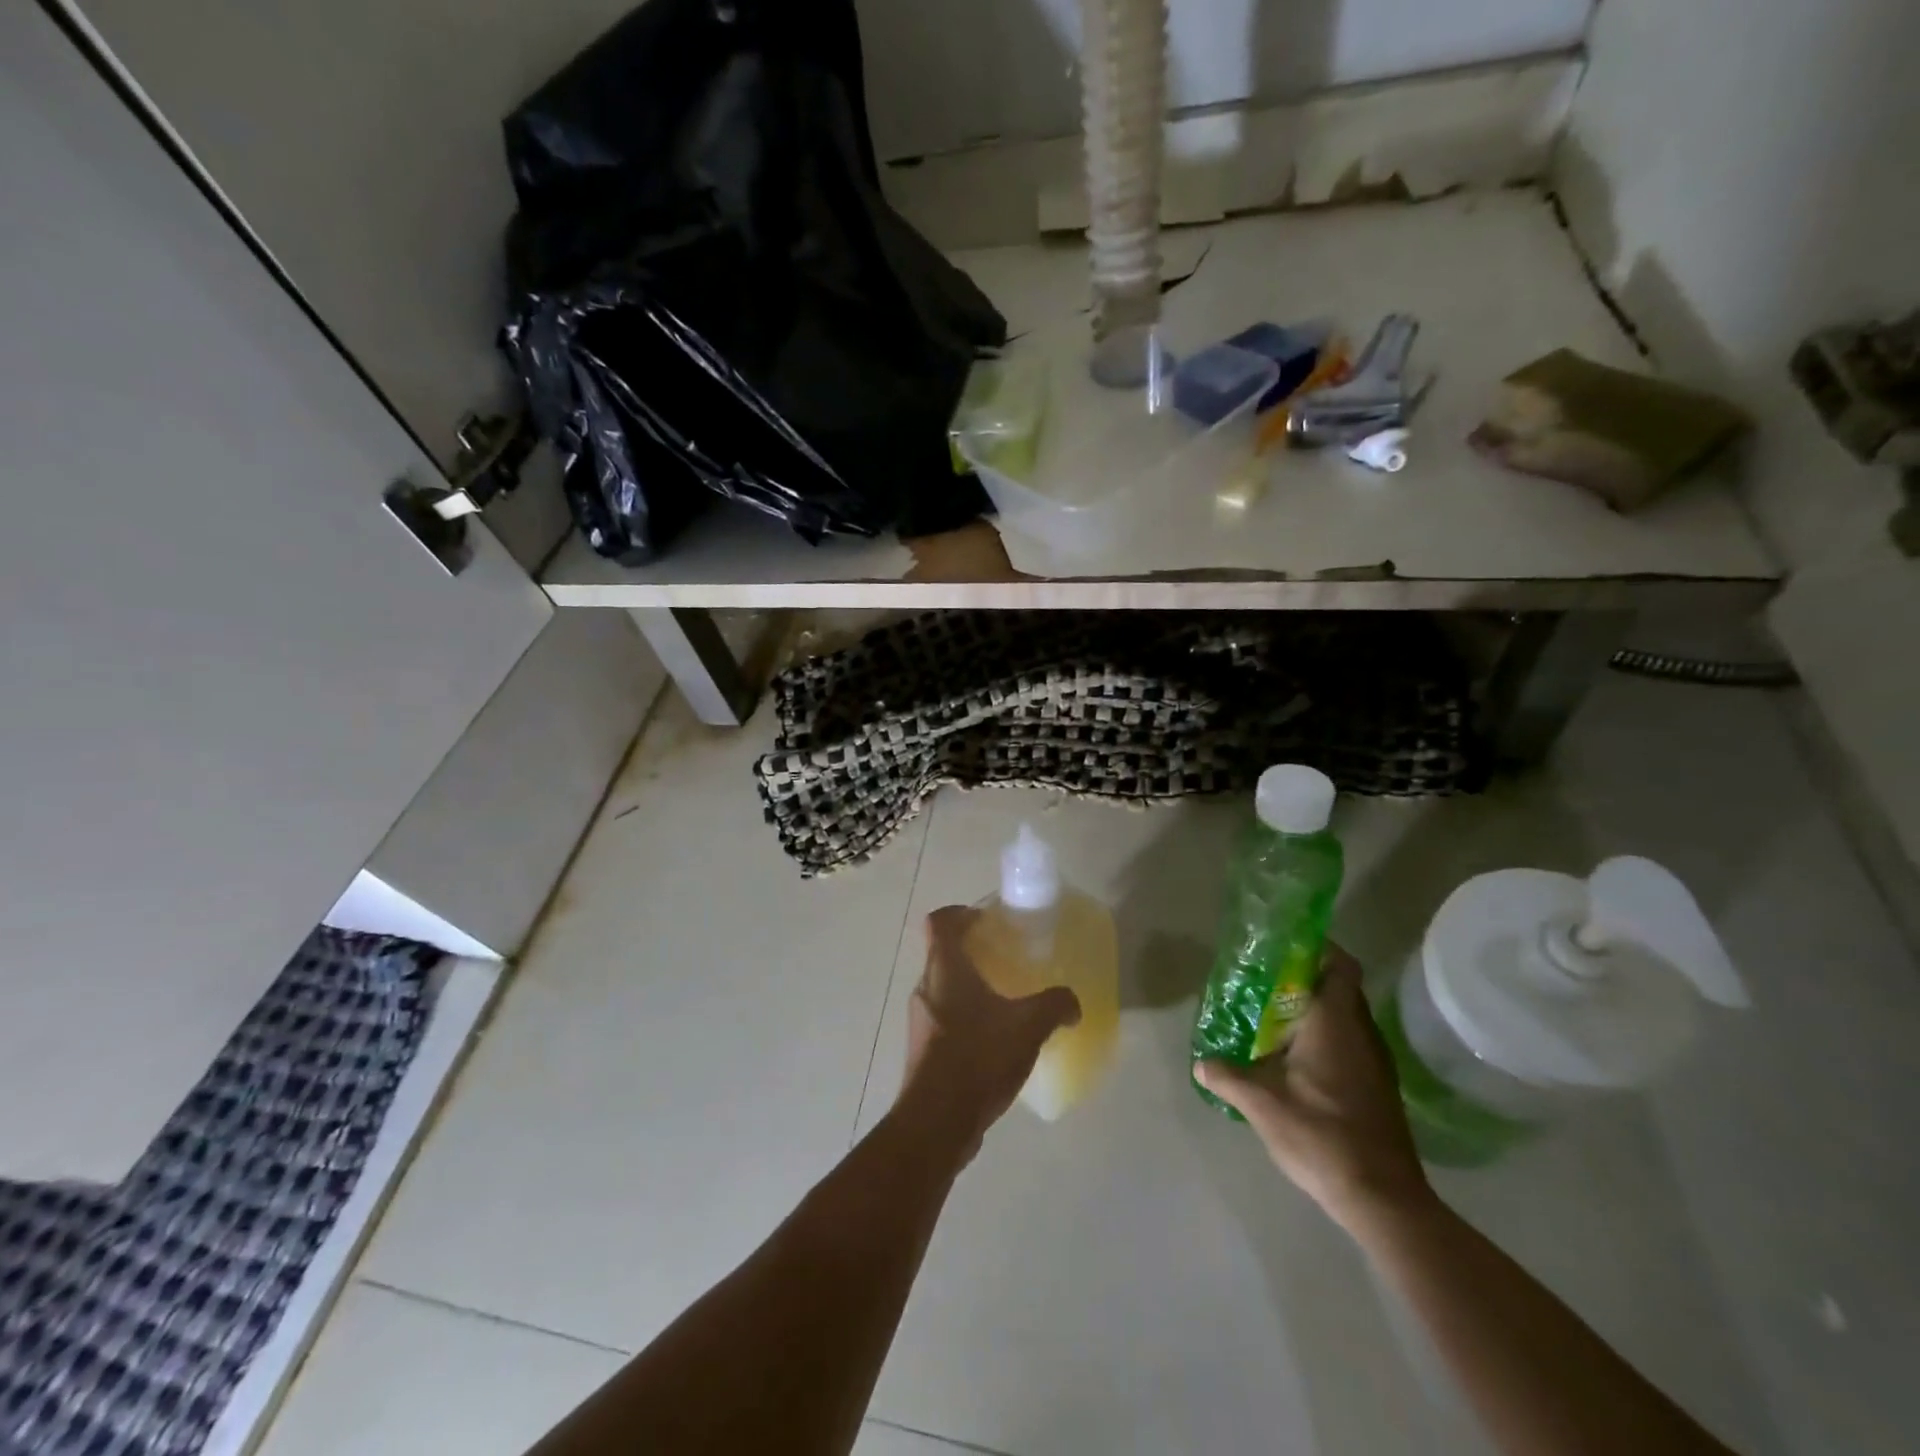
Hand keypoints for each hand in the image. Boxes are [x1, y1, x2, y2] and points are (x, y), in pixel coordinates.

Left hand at [900, 906, 1080, 1161]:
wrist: (936, 1122)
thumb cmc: (978, 1058)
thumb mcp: (1028, 1026)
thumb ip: (1055, 1005)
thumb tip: (1072, 1003)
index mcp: (944, 968)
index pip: (940, 921)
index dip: (959, 913)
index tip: (985, 921)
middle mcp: (925, 987)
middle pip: (942, 954)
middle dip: (971, 953)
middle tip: (1004, 961)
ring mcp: (920, 1021)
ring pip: (943, 989)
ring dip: (968, 989)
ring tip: (1004, 1003)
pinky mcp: (922, 1051)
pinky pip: (944, 1020)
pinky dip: (965, 1019)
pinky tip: (993, 1043)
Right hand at [1195, 946, 1431, 1230]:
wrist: (1383, 1199)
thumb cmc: (1322, 1137)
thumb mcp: (1262, 1105)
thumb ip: (1228, 1077)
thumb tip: (1201, 1063)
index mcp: (1335, 1024)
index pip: (1339, 965)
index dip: (1317, 947)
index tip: (1283, 945)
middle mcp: (1360, 1033)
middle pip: (1339, 987)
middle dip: (1304, 977)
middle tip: (1264, 980)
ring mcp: (1374, 1061)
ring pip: (1345, 1016)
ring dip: (1313, 1009)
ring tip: (1271, 1016)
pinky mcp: (1377, 1086)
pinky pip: (1349, 1042)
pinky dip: (1324, 1037)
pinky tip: (1294, 1058)